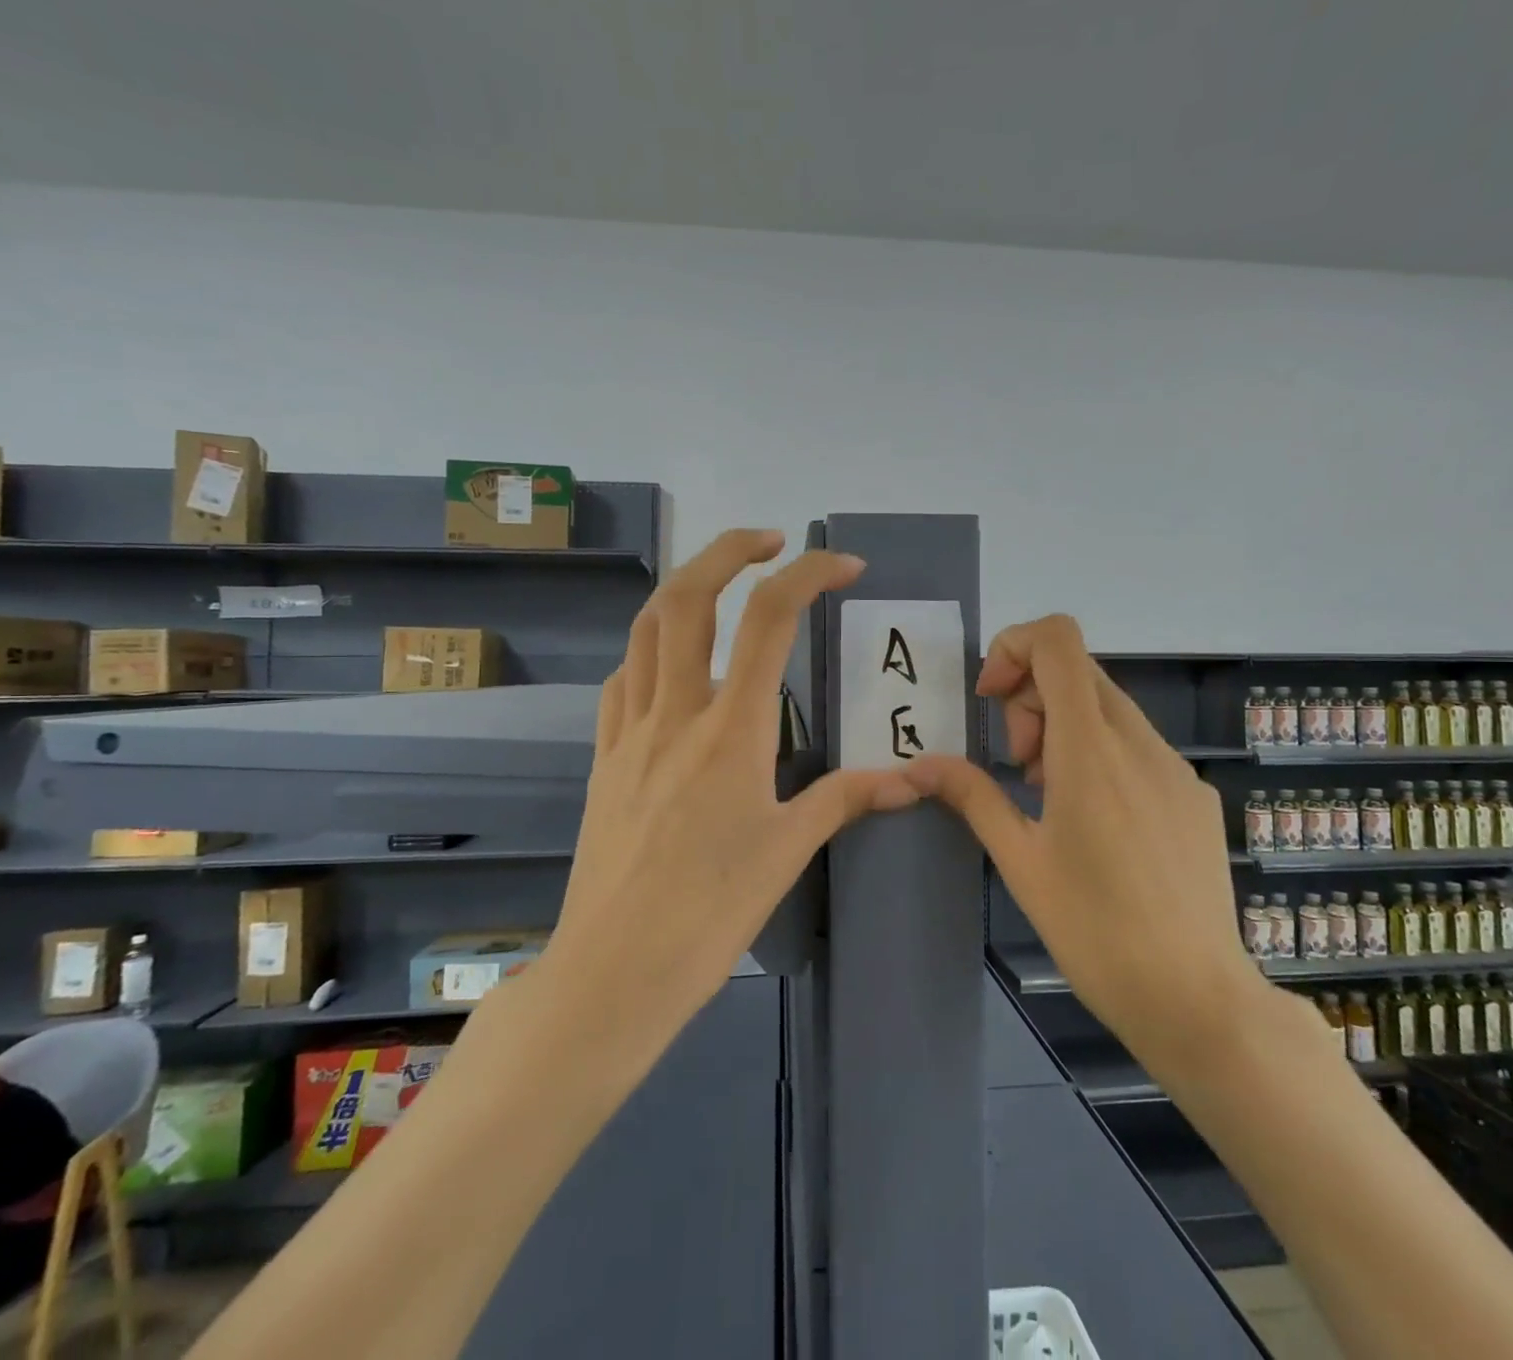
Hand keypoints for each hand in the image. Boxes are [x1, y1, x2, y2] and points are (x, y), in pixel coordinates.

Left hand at [546, 528, 918, 1044]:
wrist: (615, 971)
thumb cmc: (711, 912)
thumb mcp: (789, 851)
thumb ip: (846, 799)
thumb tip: (908, 780)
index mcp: (731, 729)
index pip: (770, 620)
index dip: (808, 574)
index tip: (843, 566)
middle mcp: (675, 712)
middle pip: (688, 597)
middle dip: (728, 549)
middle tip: (768, 541)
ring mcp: (630, 731)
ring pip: (645, 628)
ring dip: (684, 590)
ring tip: (720, 589)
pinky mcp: (604, 757)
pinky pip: (622, 681)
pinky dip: (650, 653)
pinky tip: (672, 671)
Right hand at [907, 615, 1277, 1065]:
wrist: (1196, 998)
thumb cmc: (1094, 930)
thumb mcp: (1019, 860)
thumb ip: (971, 795)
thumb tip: (918, 765)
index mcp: (1090, 749)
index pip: (1058, 640)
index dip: (1014, 646)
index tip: (991, 699)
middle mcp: (1139, 741)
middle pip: (1077, 670)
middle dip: (1031, 698)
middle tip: (1018, 766)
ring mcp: (1175, 766)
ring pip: (1107, 706)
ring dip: (1064, 727)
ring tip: (1051, 797)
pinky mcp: (1195, 793)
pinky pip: (1137, 744)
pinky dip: (1100, 753)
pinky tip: (1097, 822)